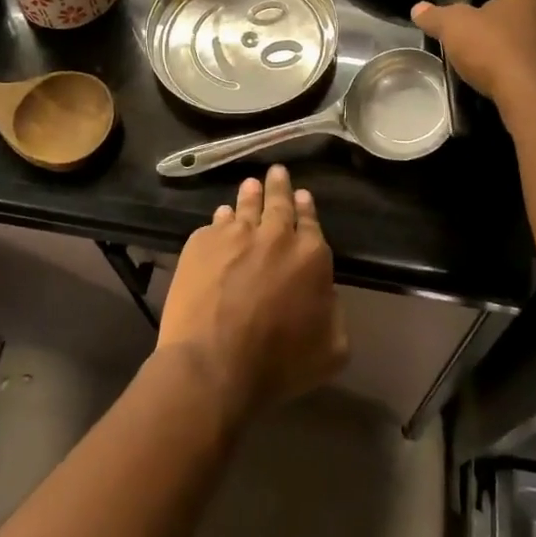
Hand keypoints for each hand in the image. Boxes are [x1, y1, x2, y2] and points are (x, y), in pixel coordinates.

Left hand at [158, 165, 348, 424]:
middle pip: (278, 202)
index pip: (310, 222)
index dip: (306, 208)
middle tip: (277, 171)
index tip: (303, 196)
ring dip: (250, 193)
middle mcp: (275, 235)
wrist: (213, 364)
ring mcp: (234, 235)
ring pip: (245, 205)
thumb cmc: (278, 364)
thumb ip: (334, 314)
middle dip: (279, 186)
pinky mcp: (201, 243)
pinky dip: (221, 218)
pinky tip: (220, 217)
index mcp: (311, 256)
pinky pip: (215, 223)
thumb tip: (325, 296)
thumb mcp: (331, 349)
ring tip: (251, 184)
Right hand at [412, 0, 535, 119]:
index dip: (477, 15)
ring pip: (523, 51)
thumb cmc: (492, 49)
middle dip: (493, 38)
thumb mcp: (452, 27)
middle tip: (470, 53)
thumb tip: (417, 8)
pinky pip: (532, 75)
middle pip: (512, 25)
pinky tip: (502, 91)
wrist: (532, 97)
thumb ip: (435, 16)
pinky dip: (517, 81)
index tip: (463, 33)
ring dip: (506, 61)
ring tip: (484, 76)